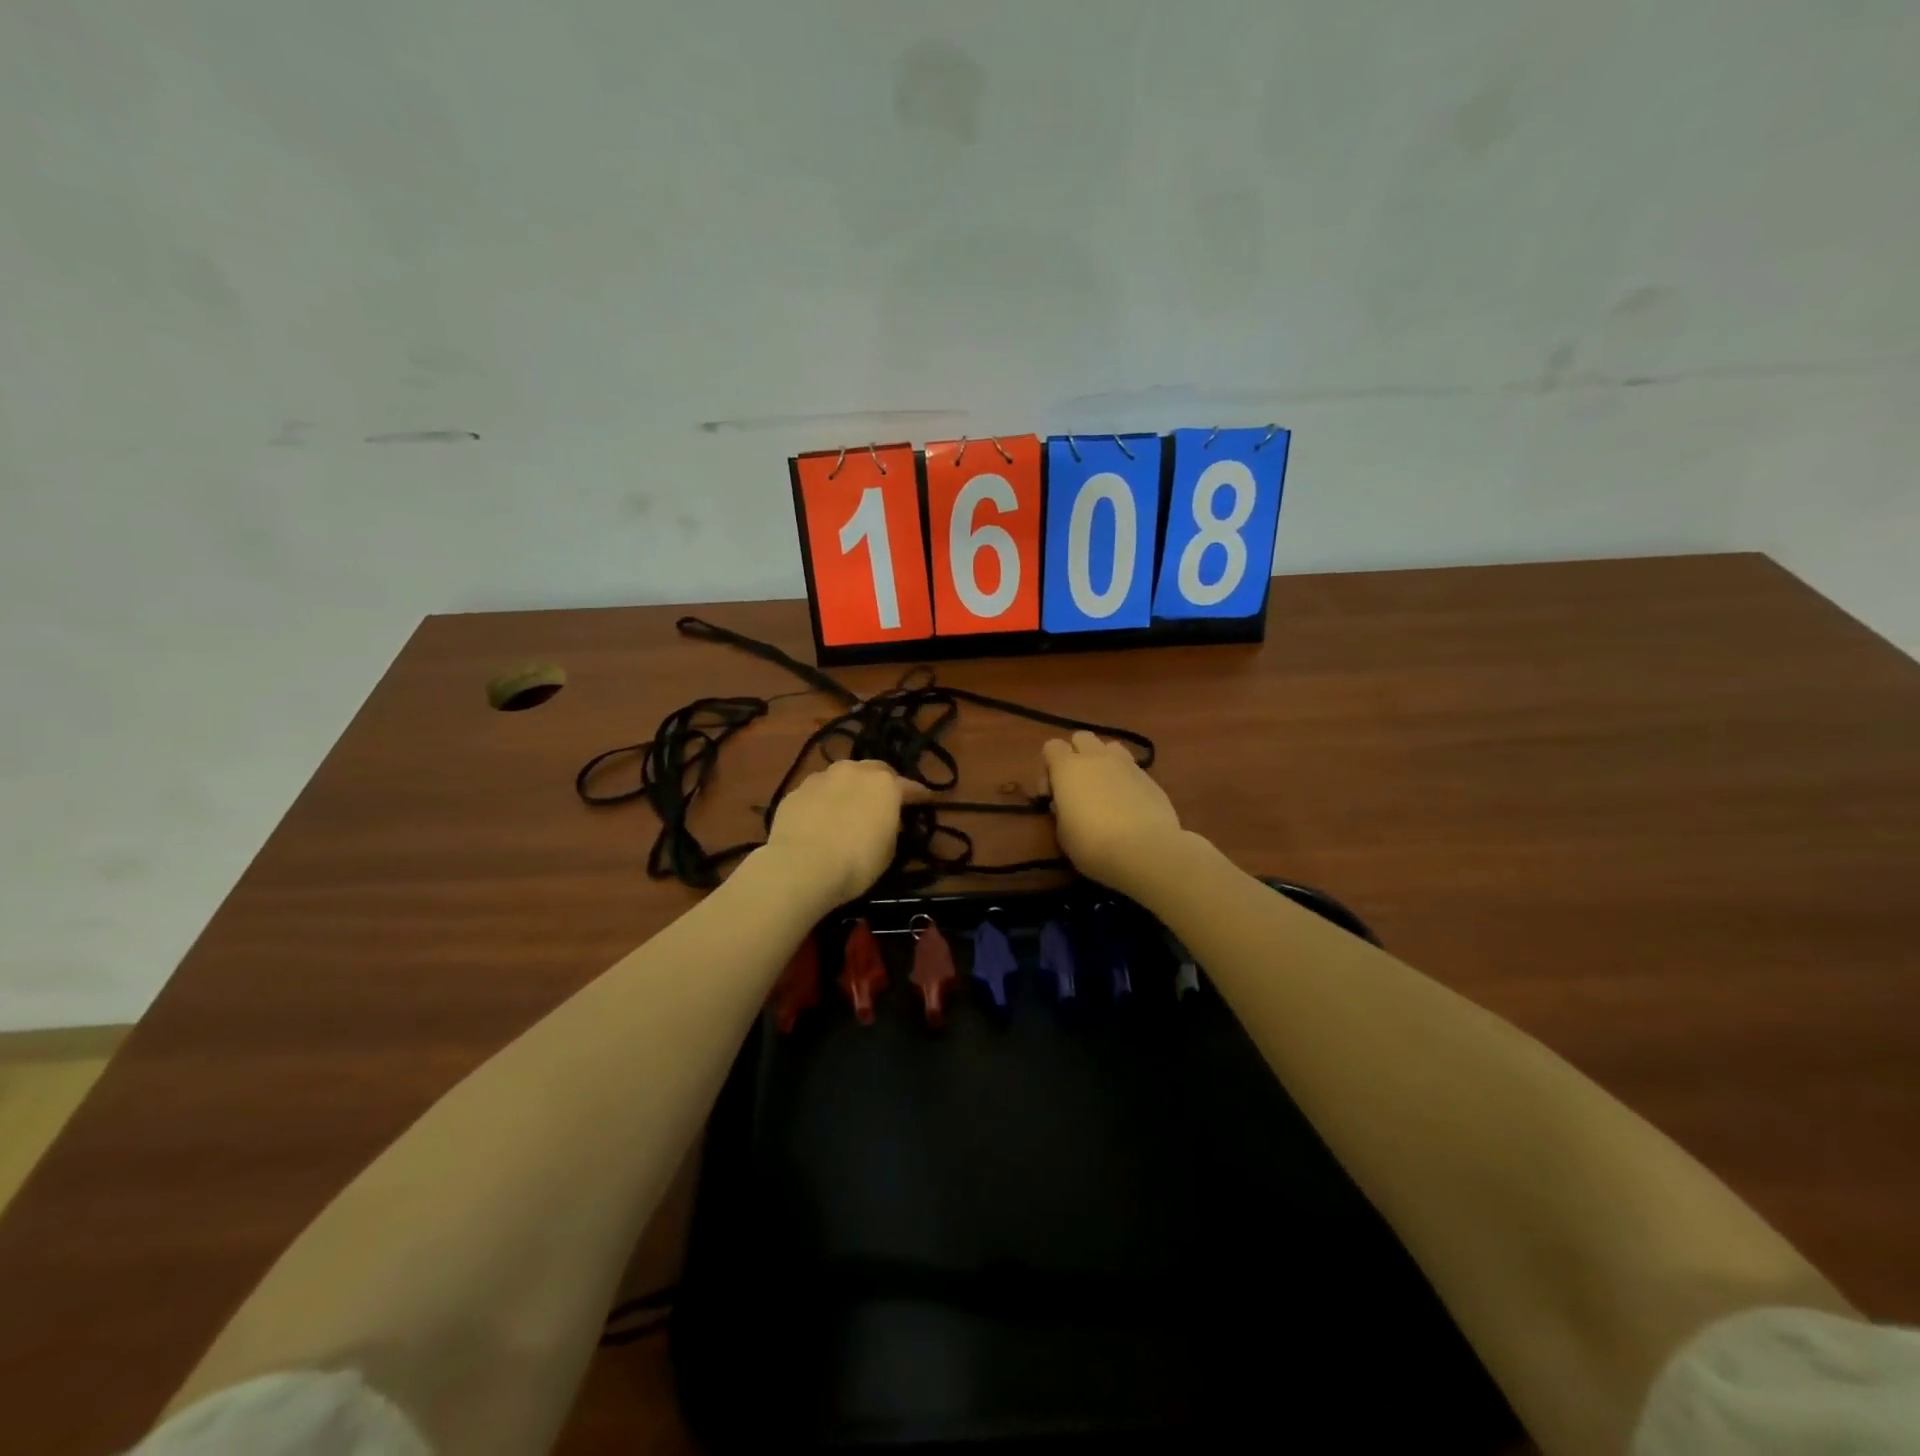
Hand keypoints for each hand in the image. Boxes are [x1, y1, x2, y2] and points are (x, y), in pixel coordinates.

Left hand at [764, 759, 926, 906]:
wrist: (801, 865)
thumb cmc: (856, 862)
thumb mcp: (888, 852)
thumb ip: (891, 829)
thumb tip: (888, 821)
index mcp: (885, 785)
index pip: (910, 787)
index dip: (920, 795)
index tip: (926, 800)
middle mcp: (855, 772)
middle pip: (875, 770)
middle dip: (883, 781)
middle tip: (885, 799)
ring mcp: (822, 778)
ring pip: (843, 775)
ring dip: (851, 785)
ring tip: (850, 804)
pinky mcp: (796, 790)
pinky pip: (818, 790)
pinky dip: (825, 799)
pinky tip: (821, 816)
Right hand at [1041, 731, 1183, 894]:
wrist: (1145, 850)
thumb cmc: (1092, 844)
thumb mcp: (1062, 833)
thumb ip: (1061, 810)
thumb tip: (1066, 803)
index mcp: (1068, 768)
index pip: (1052, 746)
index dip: (1048, 767)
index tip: (1051, 794)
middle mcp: (1096, 757)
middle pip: (1082, 737)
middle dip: (1076, 755)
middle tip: (1076, 786)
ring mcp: (1127, 764)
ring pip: (1110, 747)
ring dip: (1103, 761)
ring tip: (1104, 788)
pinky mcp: (1151, 778)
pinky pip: (1131, 768)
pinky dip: (1125, 779)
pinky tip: (1128, 804)